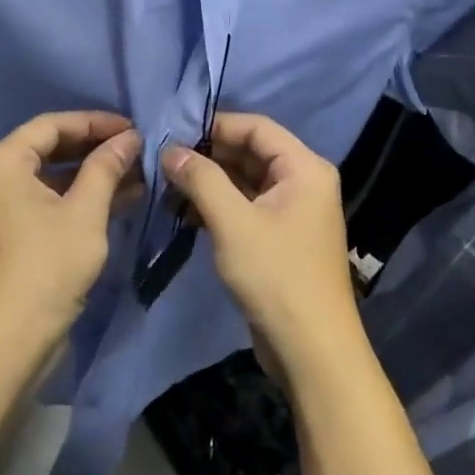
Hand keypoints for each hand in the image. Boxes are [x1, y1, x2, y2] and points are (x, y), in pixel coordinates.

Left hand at [0, 112, 141, 346]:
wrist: (11, 340)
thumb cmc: (48, 264)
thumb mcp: (85, 210)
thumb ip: (107, 166)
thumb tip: (129, 138)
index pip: (51, 126)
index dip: (95, 123)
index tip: (133, 129)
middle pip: (49, 150)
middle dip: (96, 150)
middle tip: (137, 151)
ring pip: (50, 179)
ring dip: (92, 177)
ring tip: (137, 177)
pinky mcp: (8, 236)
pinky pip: (46, 203)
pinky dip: (78, 201)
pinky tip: (118, 202)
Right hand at [162, 114, 360, 382]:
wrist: (311, 349)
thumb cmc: (276, 276)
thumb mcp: (233, 222)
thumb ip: (201, 179)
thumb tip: (169, 150)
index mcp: (304, 168)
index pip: (257, 127)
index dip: (215, 125)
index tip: (173, 132)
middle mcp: (303, 182)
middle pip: (251, 152)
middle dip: (208, 155)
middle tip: (164, 161)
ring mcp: (293, 211)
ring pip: (246, 181)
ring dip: (209, 182)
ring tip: (167, 187)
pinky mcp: (280, 237)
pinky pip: (247, 207)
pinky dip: (218, 206)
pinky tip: (184, 214)